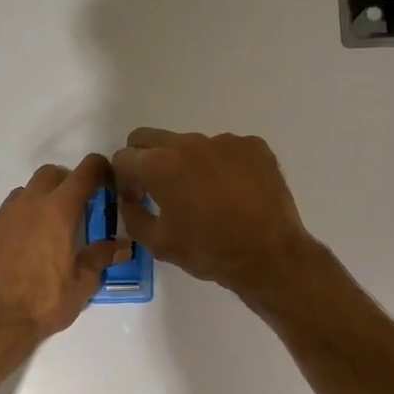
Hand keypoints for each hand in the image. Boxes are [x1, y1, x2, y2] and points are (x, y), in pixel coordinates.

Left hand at [0, 155, 125, 349]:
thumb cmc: (43, 304)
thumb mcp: (82, 285)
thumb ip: (100, 259)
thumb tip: (122, 246)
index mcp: (57, 212)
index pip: (84, 173)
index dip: (99, 169)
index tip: (107, 179)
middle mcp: (26, 206)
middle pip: (49, 174)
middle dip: (66, 182)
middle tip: (77, 206)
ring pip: (22, 195)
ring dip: (38, 203)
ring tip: (46, 232)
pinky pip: (2, 221)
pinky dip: (15, 227)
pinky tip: (18, 253)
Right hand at [111, 129, 317, 298]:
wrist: (270, 255)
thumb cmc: (209, 251)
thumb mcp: (158, 244)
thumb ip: (133, 216)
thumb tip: (130, 201)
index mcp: (159, 165)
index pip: (123, 157)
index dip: (123, 180)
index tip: (136, 198)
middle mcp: (188, 143)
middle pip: (150, 139)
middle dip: (145, 160)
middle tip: (159, 190)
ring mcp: (224, 141)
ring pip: (190, 144)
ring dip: (186, 164)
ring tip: (204, 196)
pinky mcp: (253, 146)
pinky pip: (225, 149)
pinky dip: (220, 166)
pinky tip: (233, 193)